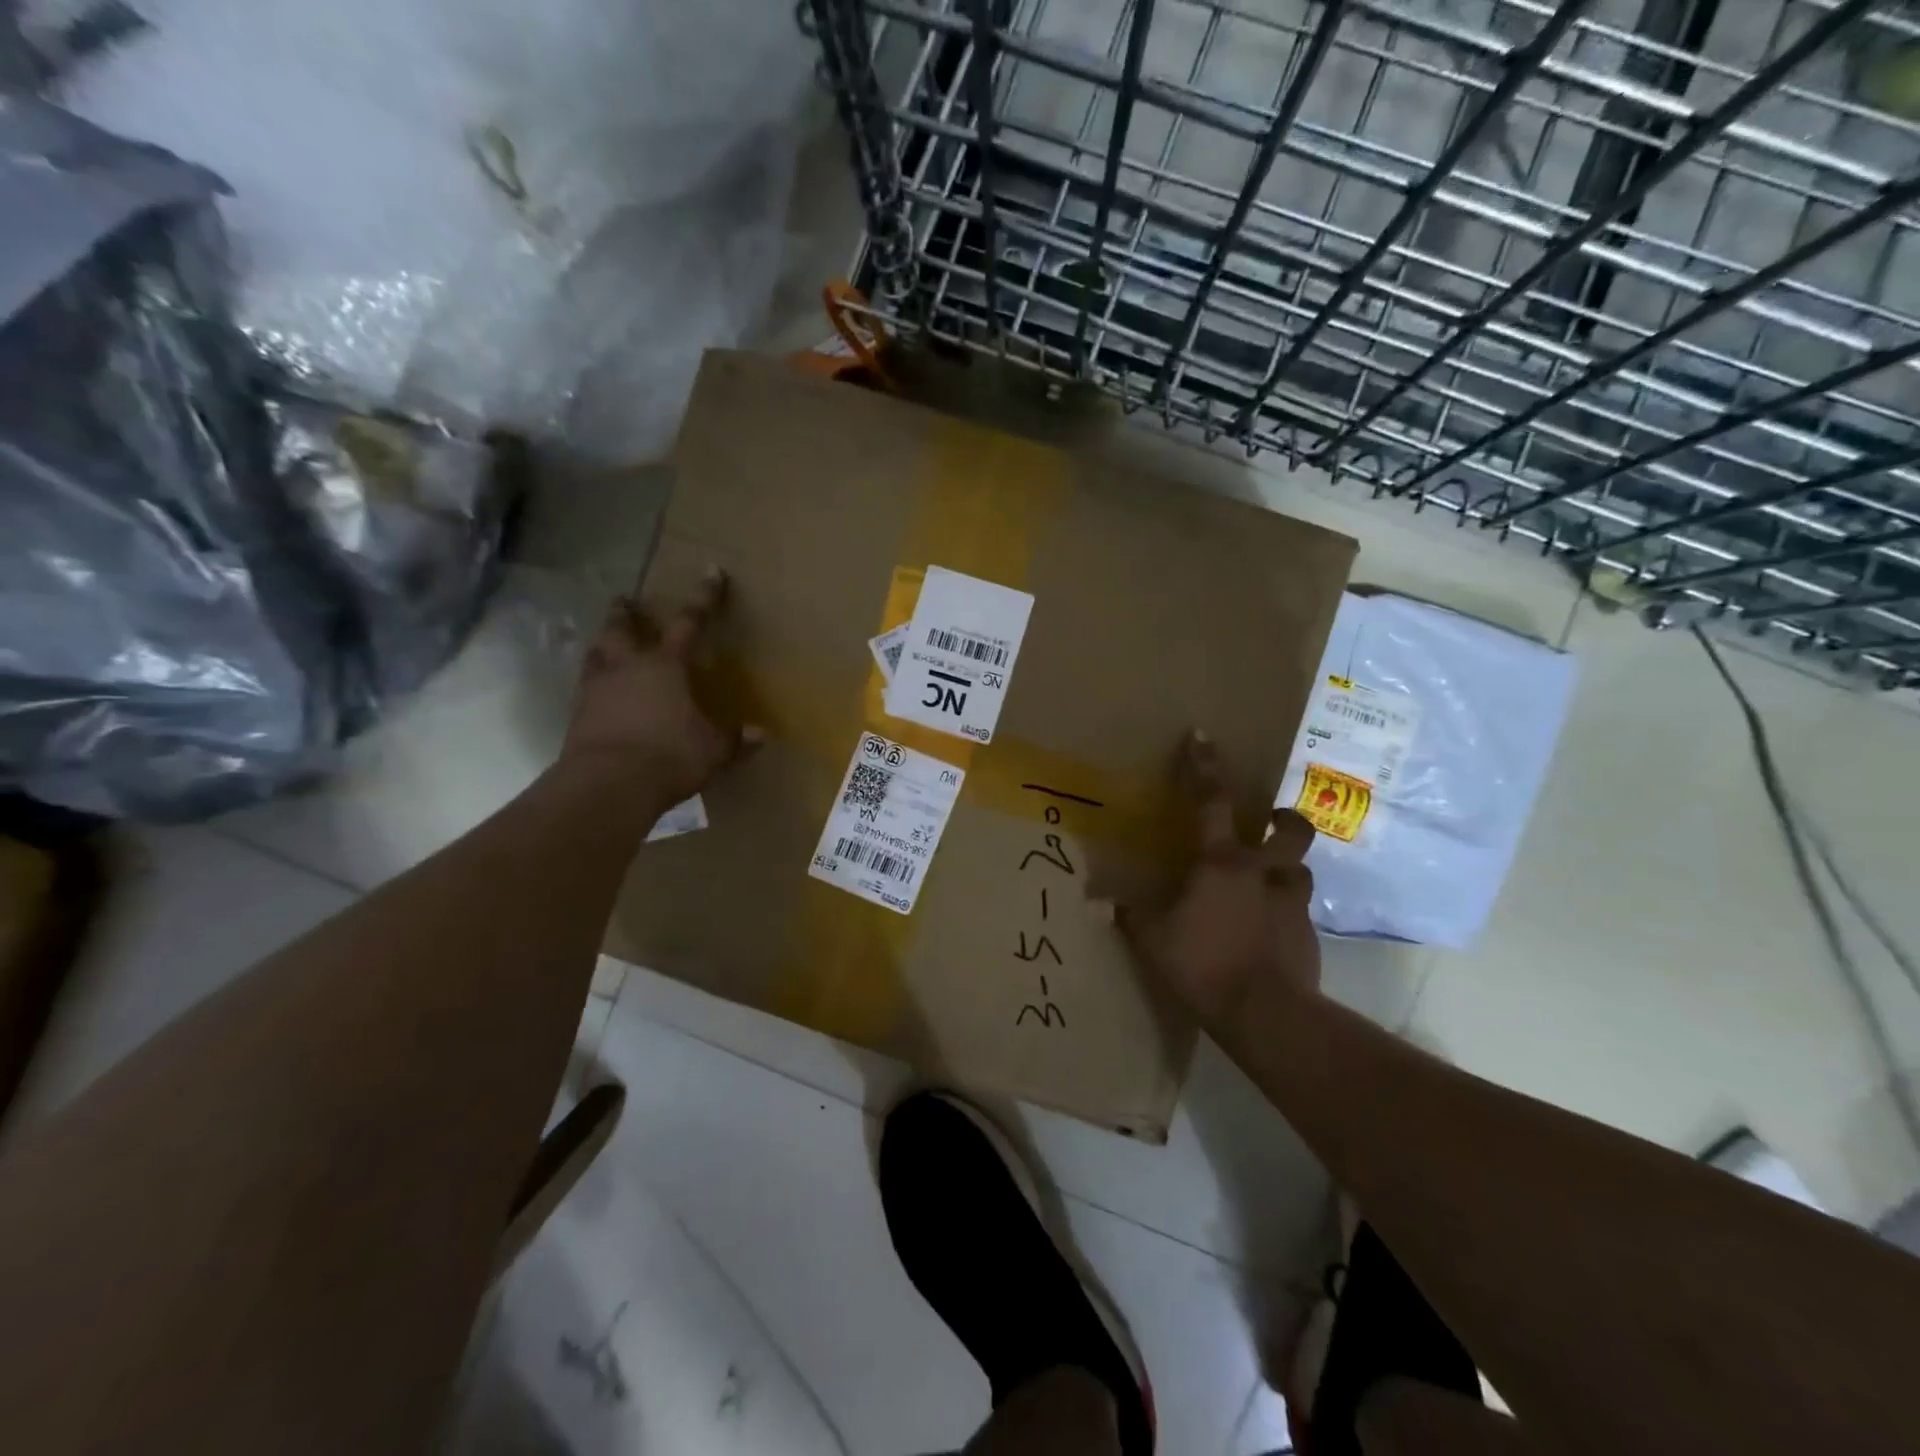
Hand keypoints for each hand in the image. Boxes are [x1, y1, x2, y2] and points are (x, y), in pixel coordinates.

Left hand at [561, 568, 753, 807]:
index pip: (690, 623)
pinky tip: (599, 690)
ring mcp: (597, 688)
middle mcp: (628, 667)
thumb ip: (734, 739)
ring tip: (605, 642)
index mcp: (667, 666)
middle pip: (622, 628)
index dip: (704, 599)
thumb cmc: (669, 756)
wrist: (608, 784)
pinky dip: (593, 681)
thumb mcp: (713, 750)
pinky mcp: (577, 713)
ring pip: (596, 653)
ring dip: (602, 644)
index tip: (711, 573)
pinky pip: (585, 686)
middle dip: (626, 613)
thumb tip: (761, 734)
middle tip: (626, 602)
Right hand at [1118, 734, 1320, 1025]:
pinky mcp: (1309, 934)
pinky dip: (1285, 911)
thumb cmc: (1204, 963)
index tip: (1203, 736)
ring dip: (1286, 867)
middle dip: (1283, 817)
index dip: (1205, 766)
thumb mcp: (1154, 940)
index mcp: (1221, 862)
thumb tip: (1099, 904)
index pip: (1212, 801)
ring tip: (1268, 881)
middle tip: (1270, 821)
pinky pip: (1299, 910)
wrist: (1265, 1013)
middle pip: (1290, 828)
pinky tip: (1269, 930)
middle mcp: (1262, 871)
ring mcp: (1291, 902)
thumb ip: (1130, 916)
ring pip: (1301, 868)